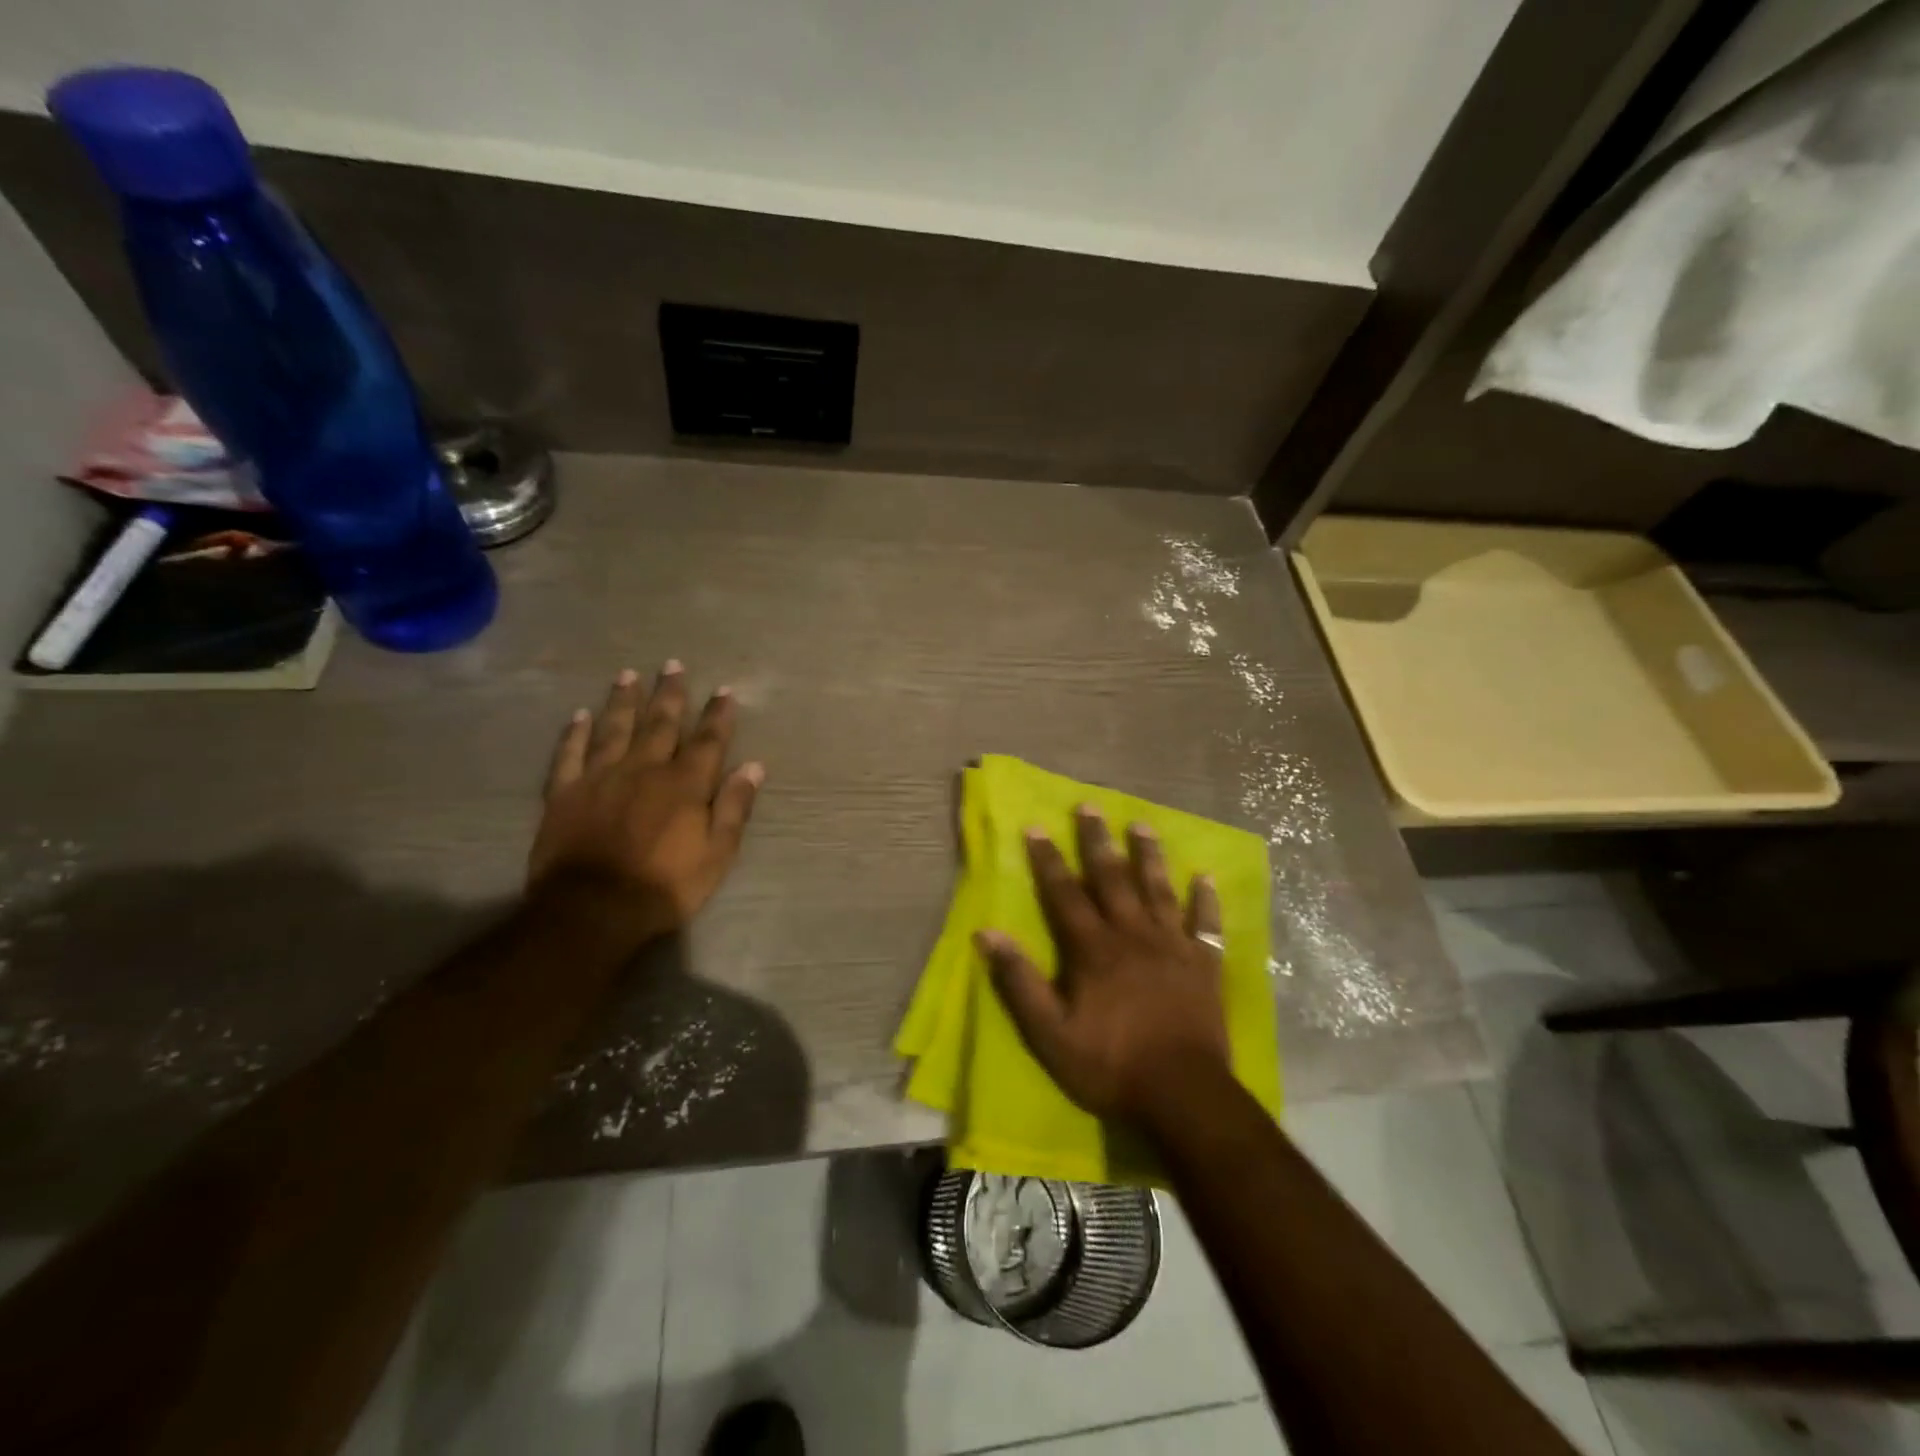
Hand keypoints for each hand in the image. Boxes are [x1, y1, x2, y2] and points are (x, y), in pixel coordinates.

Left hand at [528, 662, 763, 939]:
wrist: (592, 910)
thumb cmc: (665, 886)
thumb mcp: (717, 854)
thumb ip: (734, 807)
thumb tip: (753, 767)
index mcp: (684, 784)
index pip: (707, 741)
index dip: (717, 715)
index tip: (724, 691)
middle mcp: (644, 769)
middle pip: (660, 724)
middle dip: (670, 694)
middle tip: (673, 665)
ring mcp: (601, 777)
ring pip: (615, 729)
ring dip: (624, 701)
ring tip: (628, 675)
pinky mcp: (565, 793)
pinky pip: (569, 754)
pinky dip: (574, 733)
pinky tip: (579, 715)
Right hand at [976, 807, 1229, 1127]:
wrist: (1183, 1095)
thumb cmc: (1110, 1065)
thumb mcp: (1050, 1033)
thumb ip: (1020, 982)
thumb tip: (987, 934)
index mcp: (1094, 949)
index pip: (1065, 894)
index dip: (1049, 860)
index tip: (1037, 827)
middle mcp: (1133, 935)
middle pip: (1112, 879)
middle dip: (1097, 842)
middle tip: (1090, 807)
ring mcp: (1173, 947)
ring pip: (1158, 890)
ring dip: (1149, 856)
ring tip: (1142, 825)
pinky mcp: (1205, 965)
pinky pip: (1207, 925)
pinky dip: (1205, 901)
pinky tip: (1205, 878)